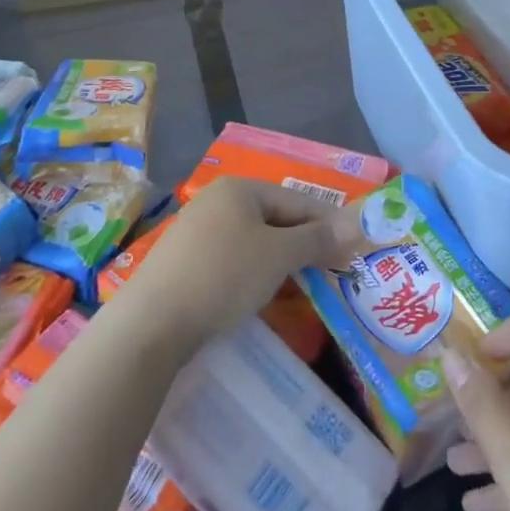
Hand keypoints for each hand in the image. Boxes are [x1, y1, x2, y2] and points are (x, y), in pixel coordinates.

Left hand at [130, 177, 360, 342]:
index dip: (330, 224)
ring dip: (283, 260)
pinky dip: (255, 271)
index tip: (356, 250)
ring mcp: (198, 230)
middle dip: (306, 244)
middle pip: (276, 218)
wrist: (152, 322)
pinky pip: (234, 258)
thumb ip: (318, 239)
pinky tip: (264, 292)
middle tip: (334, 271)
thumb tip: (357, 223)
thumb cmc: (223, 276)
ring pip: (255, 240)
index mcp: (240, 188)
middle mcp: (217, 200)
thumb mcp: (278, 256)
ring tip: (306, 285)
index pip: (298, 200)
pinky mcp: (186, 260)